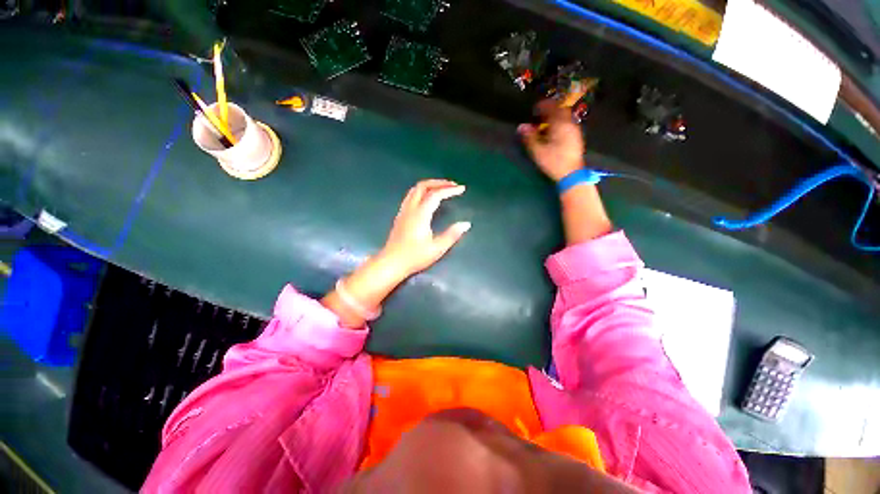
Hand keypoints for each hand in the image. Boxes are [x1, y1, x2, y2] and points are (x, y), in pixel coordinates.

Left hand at [380, 179, 470, 275]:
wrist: (391, 263)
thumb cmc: (414, 257)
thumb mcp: (437, 249)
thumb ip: (452, 235)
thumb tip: (466, 224)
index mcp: (420, 215)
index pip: (436, 195)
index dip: (449, 190)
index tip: (462, 189)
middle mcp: (410, 209)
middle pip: (423, 186)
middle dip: (439, 183)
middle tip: (452, 185)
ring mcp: (403, 211)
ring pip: (415, 189)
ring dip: (429, 185)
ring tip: (442, 189)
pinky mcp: (400, 216)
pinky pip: (411, 196)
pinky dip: (422, 191)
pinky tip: (428, 198)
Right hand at [518, 100, 584, 181]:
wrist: (571, 174)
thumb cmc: (554, 161)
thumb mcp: (538, 151)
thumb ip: (529, 137)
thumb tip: (520, 126)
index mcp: (560, 124)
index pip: (552, 108)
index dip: (543, 106)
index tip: (535, 108)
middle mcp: (570, 124)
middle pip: (561, 111)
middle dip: (550, 111)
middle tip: (540, 115)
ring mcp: (575, 131)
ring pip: (565, 118)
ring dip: (555, 118)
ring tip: (545, 124)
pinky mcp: (576, 138)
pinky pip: (567, 125)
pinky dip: (559, 124)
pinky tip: (554, 133)